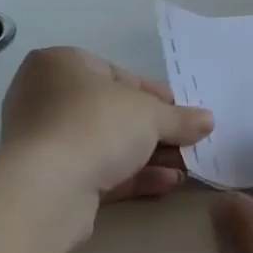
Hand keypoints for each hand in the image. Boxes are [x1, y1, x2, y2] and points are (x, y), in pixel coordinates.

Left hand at [1, 47, 214, 202]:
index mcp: (60, 64)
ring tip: (186, 168)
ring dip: (148, 156)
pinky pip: (97, 171)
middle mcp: (45, 97)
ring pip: (105, 144)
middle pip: (112, 112)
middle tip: (187, 141)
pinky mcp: (50, 180)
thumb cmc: (96, 124)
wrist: (48, 188)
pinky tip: (168, 183)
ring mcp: (44, 141)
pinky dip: (131, 176)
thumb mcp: (150, 114)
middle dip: (153, 130)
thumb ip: (180, 118)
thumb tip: (208, 121)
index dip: (153, 94)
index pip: (115, 74)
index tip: (181, 111)